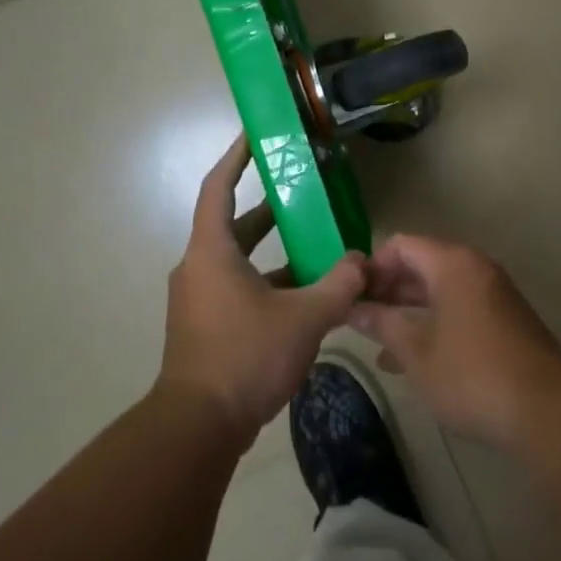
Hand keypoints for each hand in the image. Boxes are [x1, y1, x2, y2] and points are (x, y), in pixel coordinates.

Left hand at [161, 136, 366, 441]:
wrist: (199, 425)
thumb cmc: (246, 357)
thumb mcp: (304, 318)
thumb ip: (339, 285)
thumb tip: (362, 262)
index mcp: (212, 252)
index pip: (219, 187)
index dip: (237, 157)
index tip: (255, 135)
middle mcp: (199, 267)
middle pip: (234, 224)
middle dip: (269, 206)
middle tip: (303, 188)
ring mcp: (199, 298)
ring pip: (239, 260)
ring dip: (273, 250)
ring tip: (316, 242)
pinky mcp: (206, 325)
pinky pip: (239, 287)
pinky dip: (268, 281)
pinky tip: (305, 294)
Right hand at [349, 235, 560, 447]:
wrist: (546, 410)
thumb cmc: (471, 374)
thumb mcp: (416, 351)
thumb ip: (382, 324)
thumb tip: (353, 308)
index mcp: (452, 264)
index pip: (401, 245)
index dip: (372, 267)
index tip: (351, 297)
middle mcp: (475, 269)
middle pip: (421, 264)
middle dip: (388, 291)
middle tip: (359, 321)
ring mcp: (493, 294)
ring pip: (440, 291)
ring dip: (408, 312)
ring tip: (379, 345)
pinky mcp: (504, 321)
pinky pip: (458, 309)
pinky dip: (433, 324)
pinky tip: (413, 359)